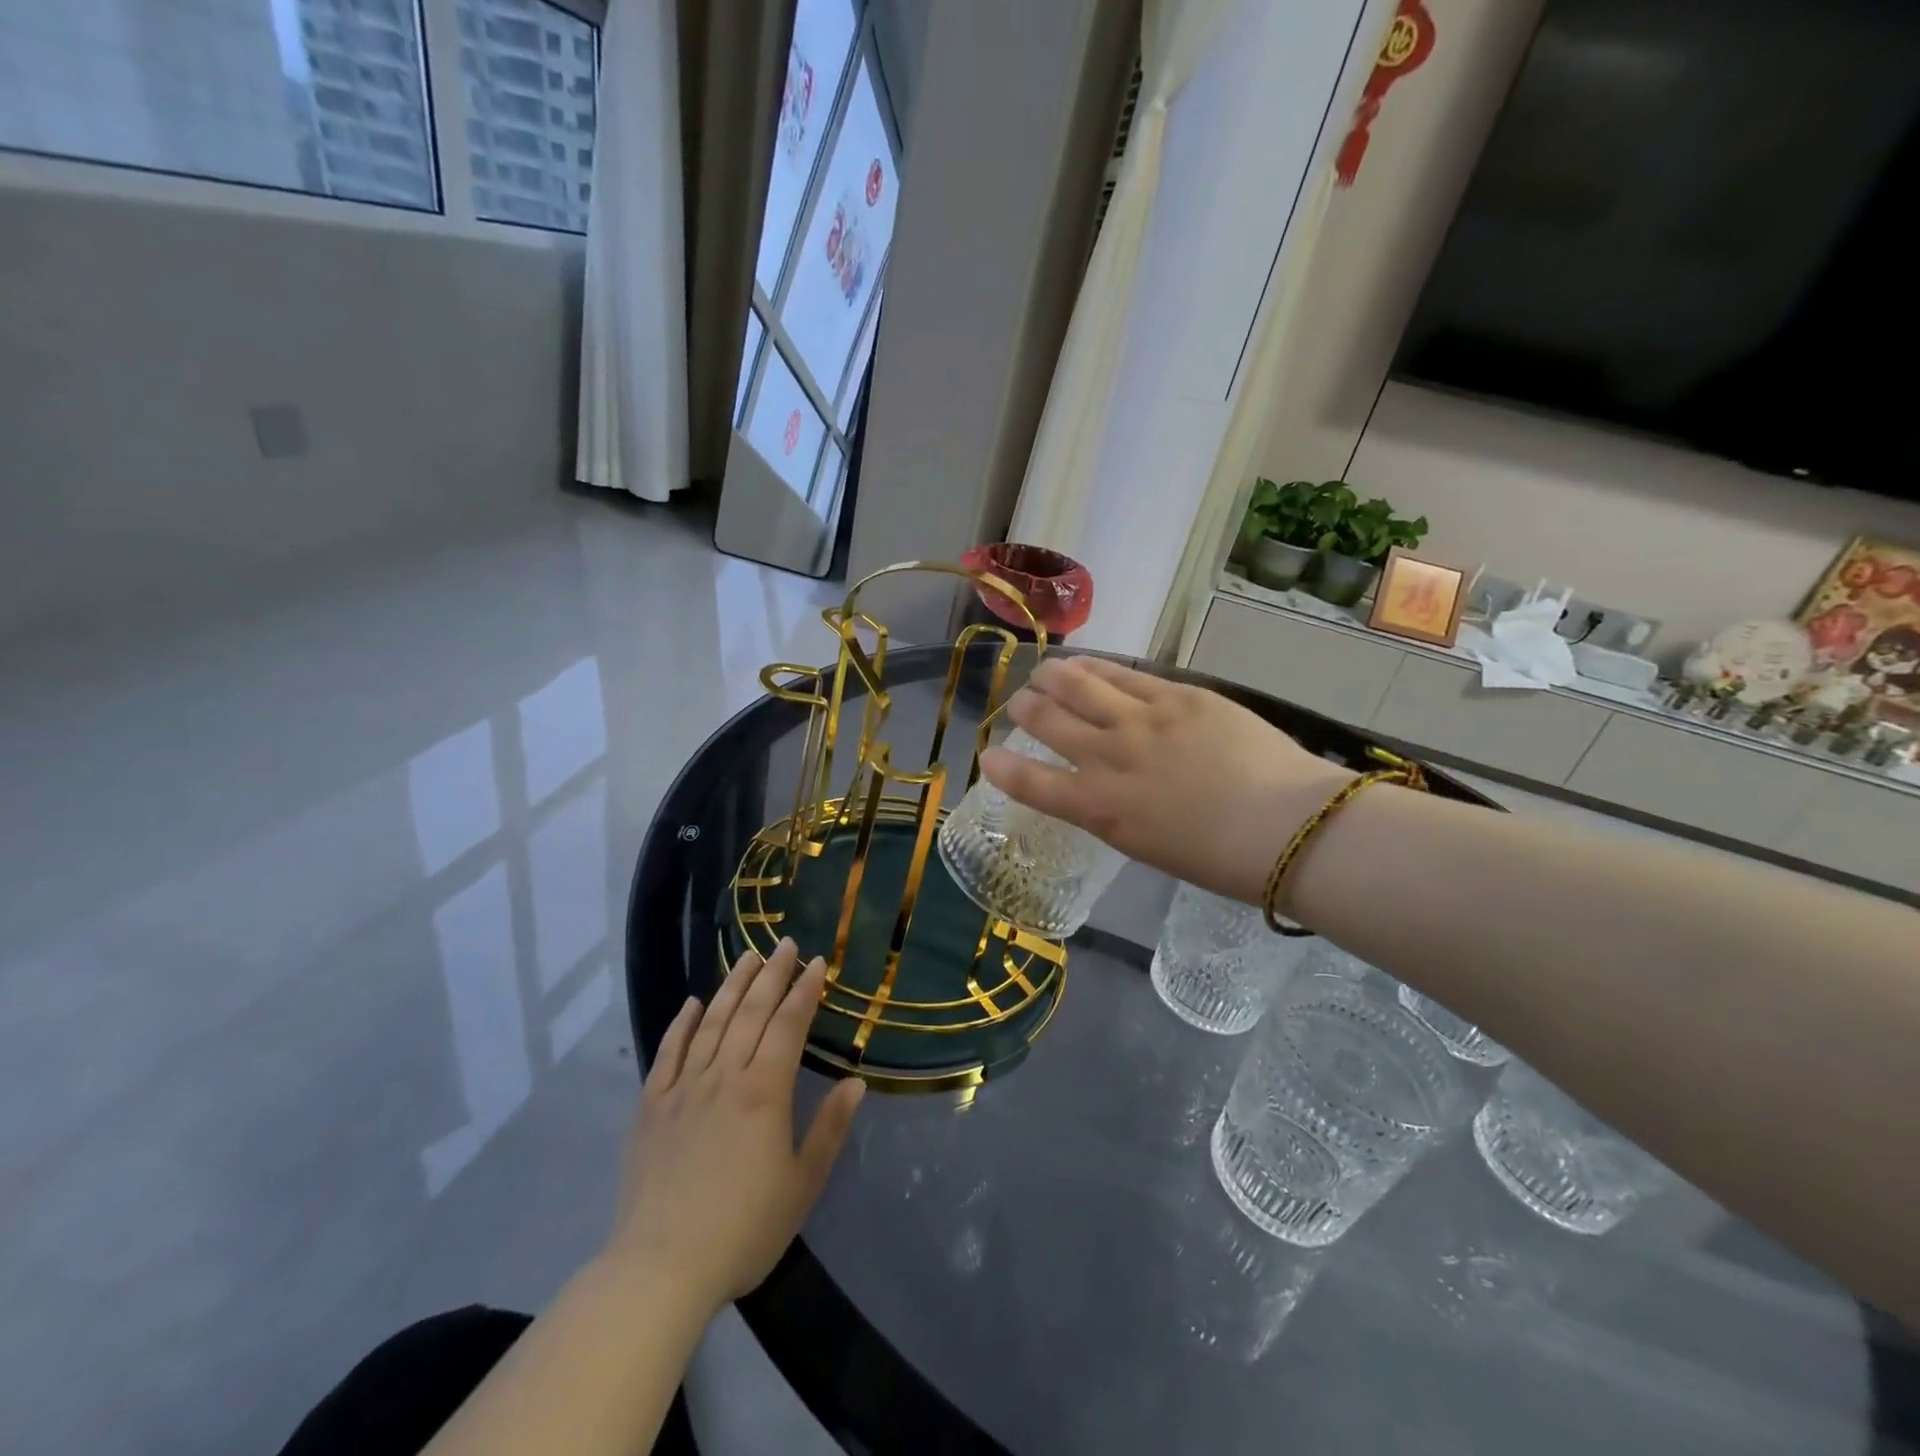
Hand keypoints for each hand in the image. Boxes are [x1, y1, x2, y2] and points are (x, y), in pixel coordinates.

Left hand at [609, 940, 864, 1314]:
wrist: (660, 1268)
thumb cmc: (743, 1229)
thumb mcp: (802, 1184)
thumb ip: (830, 1128)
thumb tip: (856, 1082)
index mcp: (764, 1091)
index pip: (788, 1025)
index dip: (804, 991)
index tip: (817, 963)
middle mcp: (724, 1076)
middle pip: (750, 1012)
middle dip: (772, 974)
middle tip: (786, 944)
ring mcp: (683, 1088)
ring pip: (711, 1022)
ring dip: (732, 985)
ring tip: (748, 957)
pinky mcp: (651, 1107)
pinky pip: (667, 1053)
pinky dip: (681, 1023)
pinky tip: (692, 1003)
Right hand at [980, 657, 1352, 905]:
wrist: (1286, 826)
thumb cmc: (1220, 858)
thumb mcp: (1149, 845)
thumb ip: (1116, 810)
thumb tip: (1105, 786)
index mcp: (1100, 809)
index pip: (1032, 784)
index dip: (1003, 769)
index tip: (989, 757)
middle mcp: (1107, 758)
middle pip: (1047, 721)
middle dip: (1025, 710)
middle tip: (1020, 704)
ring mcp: (1139, 720)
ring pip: (1076, 685)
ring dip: (1051, 677)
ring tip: (1044, 673)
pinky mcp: (1174, 694)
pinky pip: (1121, 673)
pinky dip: (1094, 667)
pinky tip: (1085, 662)